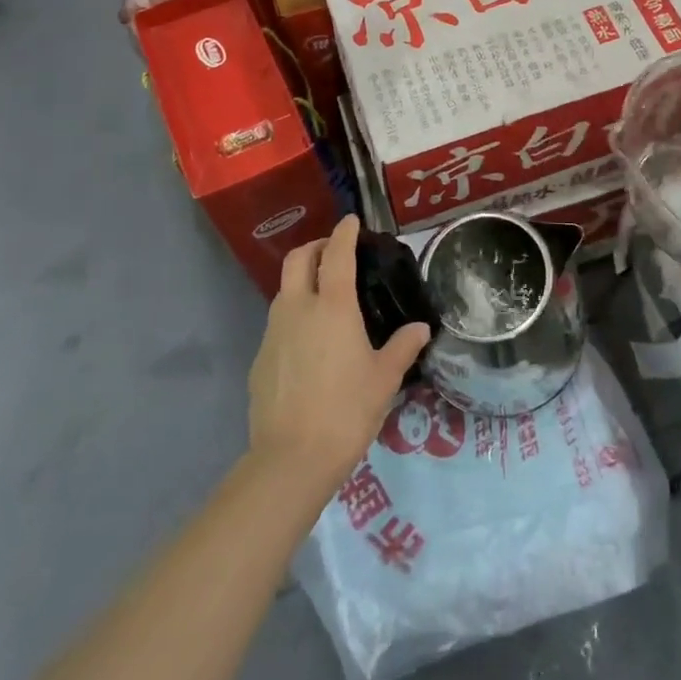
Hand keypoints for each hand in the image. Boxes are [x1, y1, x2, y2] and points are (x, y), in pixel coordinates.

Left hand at [247, 216, 429, 488]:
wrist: (291, 459)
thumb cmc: (347, 410)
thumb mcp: (385, 378)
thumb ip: (403, 346)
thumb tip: (420, 328)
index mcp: (332, 306)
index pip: (336, 253)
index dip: (344, 232)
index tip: (352, 221)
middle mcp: (297, 309)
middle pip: (297, 260)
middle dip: (315, 247)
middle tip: (334, 251)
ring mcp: (273, 333)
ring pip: (284, 290)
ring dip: (302, 280)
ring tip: (324, 295)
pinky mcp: (260, 359)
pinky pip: (277, 323)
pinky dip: (294, 315)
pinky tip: (310, 341)